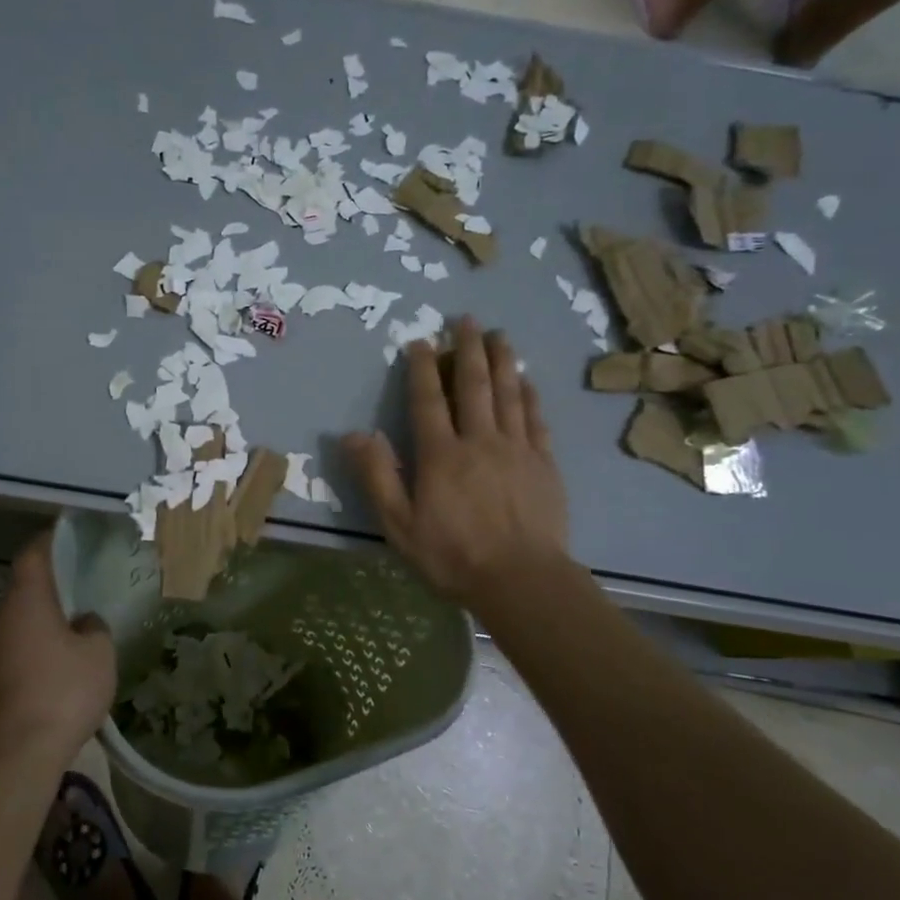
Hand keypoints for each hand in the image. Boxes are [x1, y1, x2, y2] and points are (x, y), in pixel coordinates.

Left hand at [0, 533, 116, 770]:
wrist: (13, 758)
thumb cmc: (63, 692)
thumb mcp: (100, 654)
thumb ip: (94, 628)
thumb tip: (83, 622)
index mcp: (25, 601)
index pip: (33, 555)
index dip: (50, 542)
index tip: (66, 538)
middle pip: (22, 594)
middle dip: (47, 596)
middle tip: (76, 603)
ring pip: (12, 628)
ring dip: (35, 631)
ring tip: (65, 647)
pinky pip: (5, 658)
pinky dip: (24, 659)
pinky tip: (46, 682)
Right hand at [344, 318, 569, 611]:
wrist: (522, 580)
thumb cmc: (453, 555)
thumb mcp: (399, 524)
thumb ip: (377, 476)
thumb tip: (354, 434)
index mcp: (441, 454)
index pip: (428, 400)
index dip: (422, 368)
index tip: (420, 341)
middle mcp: (479, 440)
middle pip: (474, 385)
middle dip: (468, 349)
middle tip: (466, 320)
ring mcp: (517, 449)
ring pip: (508, 393)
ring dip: (502, 361)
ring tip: (499, 335)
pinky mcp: (544, 463)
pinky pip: (535, 418)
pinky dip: (529, 395)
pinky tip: (527, 380)